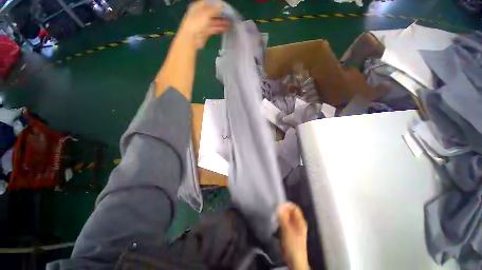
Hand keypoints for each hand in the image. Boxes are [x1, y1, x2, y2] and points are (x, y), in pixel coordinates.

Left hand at [178, 0, 230, 48]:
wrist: (191, 38)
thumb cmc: (196, 23)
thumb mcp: (205, 14)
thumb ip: (214, 9)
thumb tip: (221, 5)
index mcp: (199, 7)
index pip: (209, 3)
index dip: (217, 5)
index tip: (225, 7)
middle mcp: (201, 14)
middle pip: (213, 13)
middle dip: (221, 15)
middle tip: (230, 16)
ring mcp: (203, 24)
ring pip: (214, 22)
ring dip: (222, 22)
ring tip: (230, 23)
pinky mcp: (206, 32)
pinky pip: (214, 29)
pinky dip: (220, 28)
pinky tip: (226, 29)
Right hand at [278, 202, 309, 269]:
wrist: (294, 261)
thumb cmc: (292, 245)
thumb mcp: (287, 230)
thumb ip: (282, 217)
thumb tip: (278, 205)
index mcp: (300, 221)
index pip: (294, 207)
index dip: (287, 205)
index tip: (278, 206)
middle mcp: (298, 223)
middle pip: (290, 212)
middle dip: (282, 210)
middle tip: (275, 212)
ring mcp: (293, 228)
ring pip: (286, 217)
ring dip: (280, 216)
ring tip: (275, 218)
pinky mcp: (289, 233)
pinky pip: (284, 223)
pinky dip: (280, 222)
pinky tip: (276, 225)